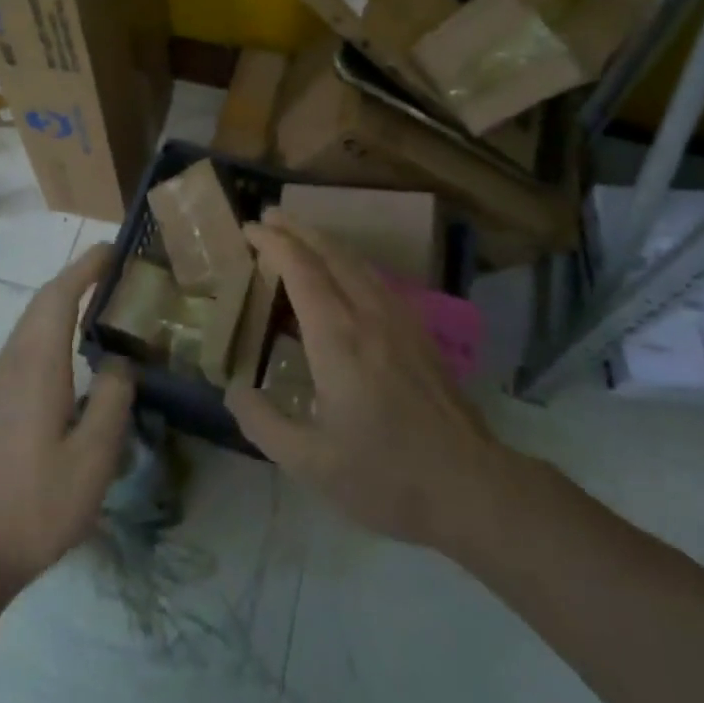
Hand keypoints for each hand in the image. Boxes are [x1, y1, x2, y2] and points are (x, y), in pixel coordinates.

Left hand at [0, 244, 134, 602]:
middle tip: (117, 273)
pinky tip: (73, 358)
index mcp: (35, 366)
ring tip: (102, 307)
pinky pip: (24, 349)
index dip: (86, 267)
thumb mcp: (93, 458)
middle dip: (77, 279)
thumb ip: (112, 399)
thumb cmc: (35, 505)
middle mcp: (10, 364)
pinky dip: (51, 332)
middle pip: (42, 304)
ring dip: (63, 305)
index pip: (59, 296)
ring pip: (30, 326)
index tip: (114, 249)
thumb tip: (120, 361)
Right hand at [225, 213, 503, 551]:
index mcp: (338, 339)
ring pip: (357, 261)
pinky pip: (376, 278)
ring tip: (299, 235)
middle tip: (268, 217)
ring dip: (324, 240)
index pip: (301, 270)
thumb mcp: (310, 464)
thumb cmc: (385, 477)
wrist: (470, 486)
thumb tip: (233, 389)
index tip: (249, 228)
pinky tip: (344, 274)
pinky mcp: (419, 331)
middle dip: (296, 229)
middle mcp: (369, 315)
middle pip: (331, 252)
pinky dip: (349, 261)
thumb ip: (263, 423)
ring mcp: (400, 319)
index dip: (273, 242)